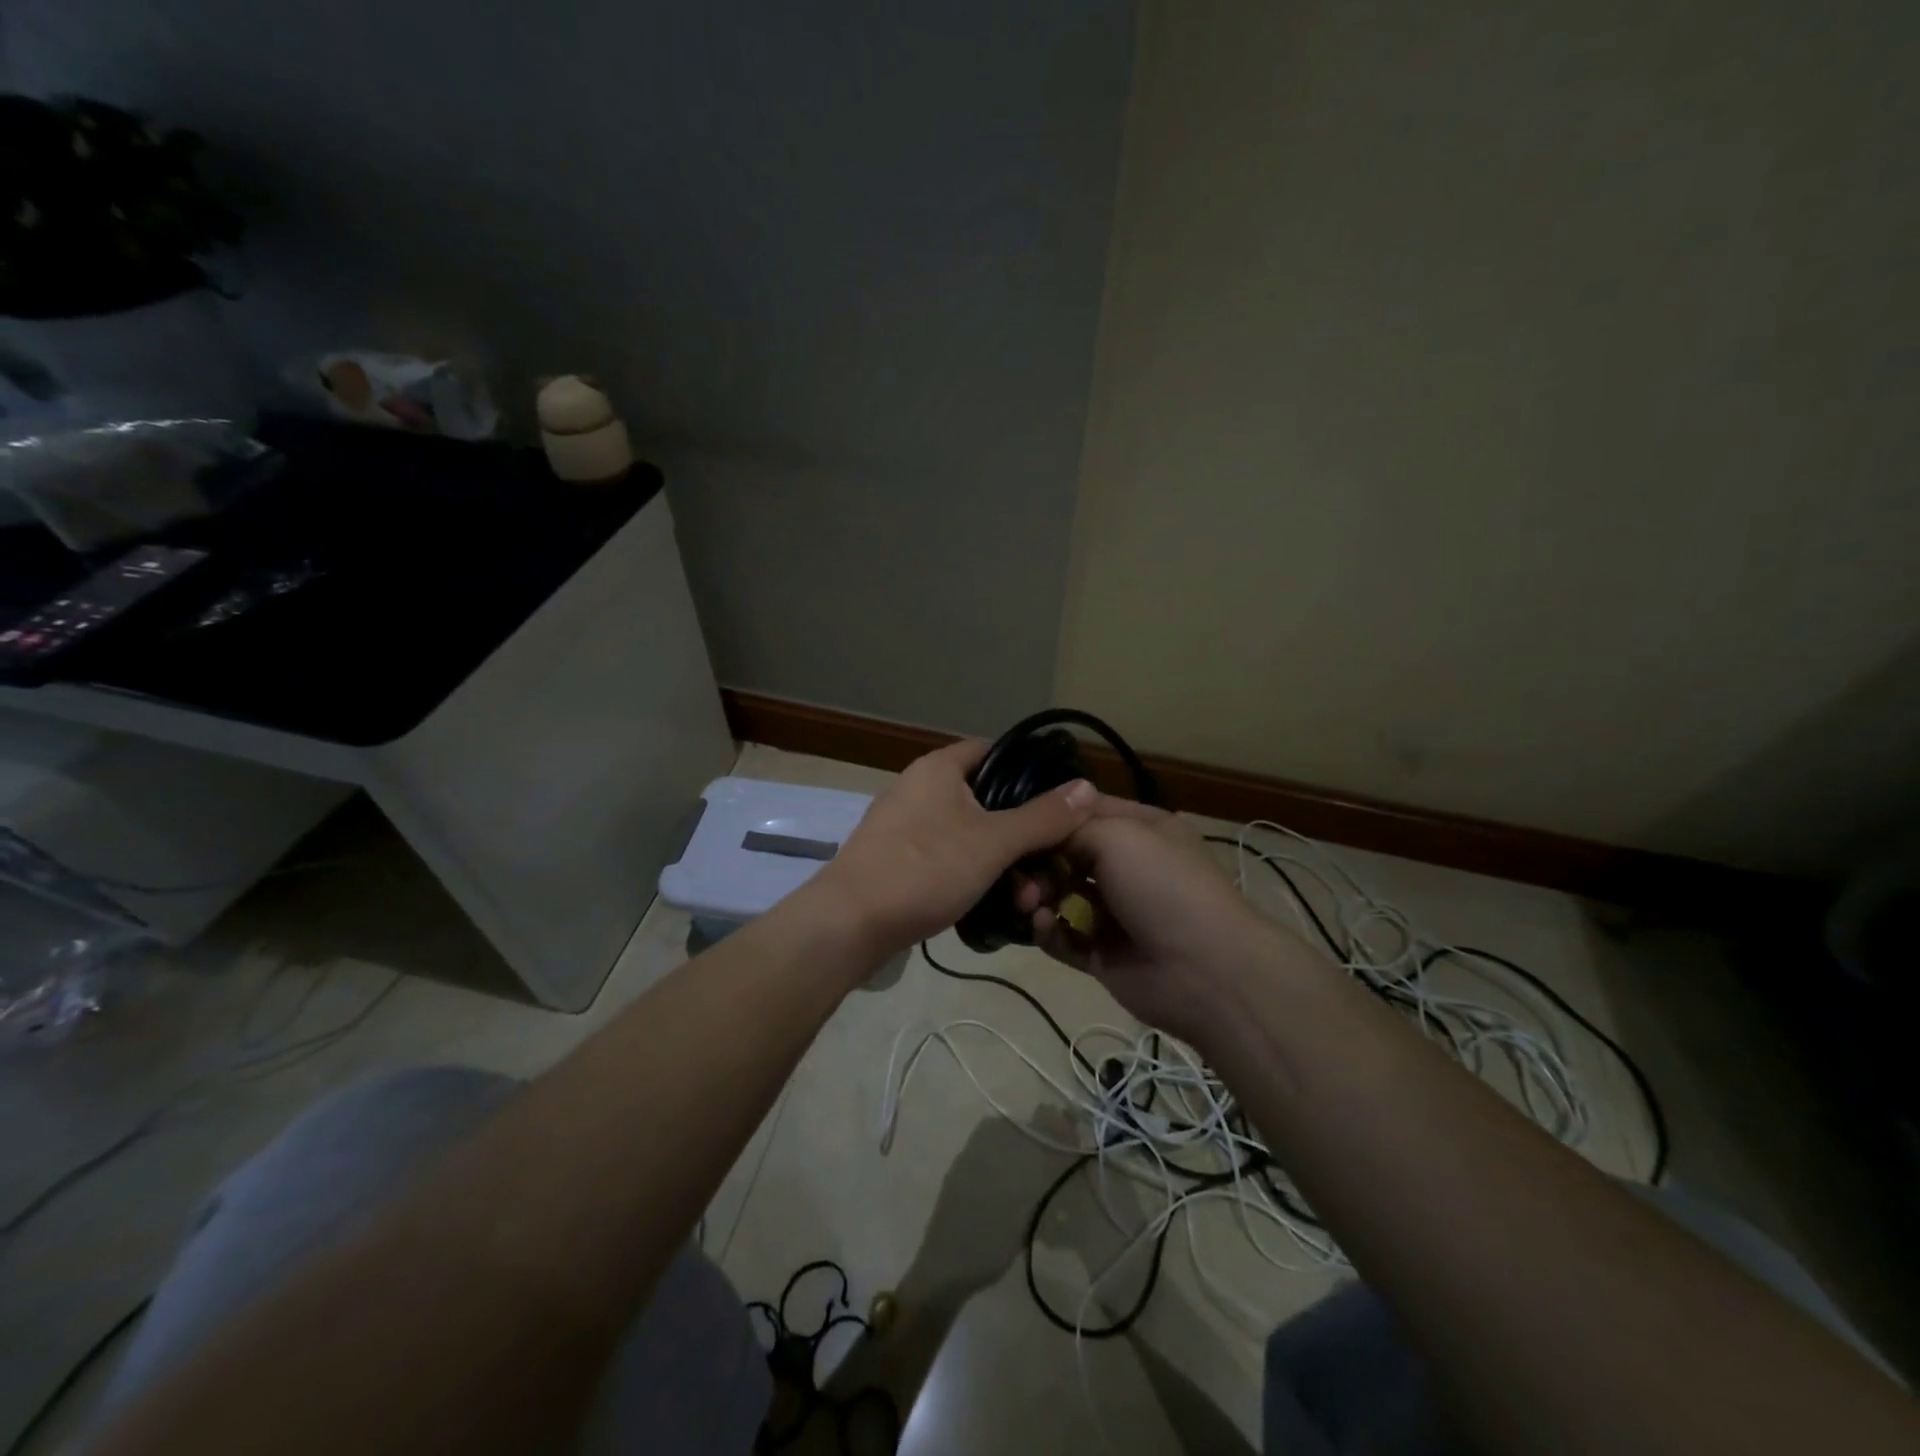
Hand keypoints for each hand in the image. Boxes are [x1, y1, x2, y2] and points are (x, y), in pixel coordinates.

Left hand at [807, 739, 1098, 962]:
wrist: (849, 923)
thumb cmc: (924, 869)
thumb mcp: (993, 843)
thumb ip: (1043, 817)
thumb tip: (1088, 786)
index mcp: (939, 769)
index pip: (994, 750)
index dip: (1030, 770)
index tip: (1060, 801)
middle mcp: (919, 787)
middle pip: (985, 799)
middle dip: (1020, 834)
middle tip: (1046, 867)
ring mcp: (903, 824)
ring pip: (967, 834)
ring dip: (999, 862)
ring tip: (1024, 899)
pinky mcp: (895, 858)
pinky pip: (945, 856)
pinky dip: (970, 874)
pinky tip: (989, 904)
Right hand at [1017, 797, 1307, 1041]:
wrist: (1205, 969)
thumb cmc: (1162, 885)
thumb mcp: (1116, 835)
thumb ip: (1070, 829)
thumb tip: (1043, 836)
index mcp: (1139, 829)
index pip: (1083, 811)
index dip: (1050, 815)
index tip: (1017, 823)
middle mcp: (1125, 866)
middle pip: (1065, 854)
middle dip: (1037, 861)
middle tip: (1021, 875)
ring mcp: (1113, 911)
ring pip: (1059, 895)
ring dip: (1037, 896)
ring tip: (1030, 903)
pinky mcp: (1102, 952)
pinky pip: (1063, 936)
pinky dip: (1047, 930)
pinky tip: (1042, 925)